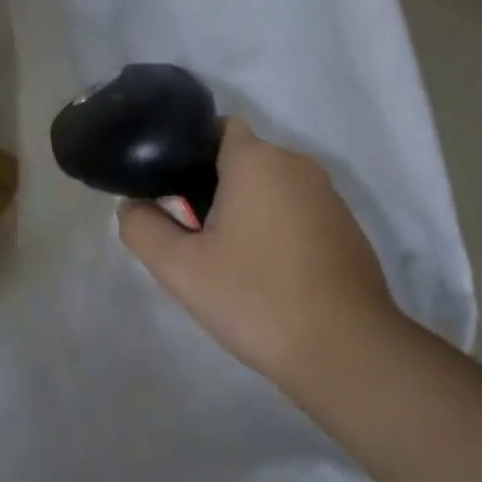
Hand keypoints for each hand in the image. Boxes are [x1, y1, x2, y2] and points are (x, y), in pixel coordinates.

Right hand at [118, 118, 404, 389]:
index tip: (171, 190)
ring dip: (246, 209)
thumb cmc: (256, 299)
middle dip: (213, 185)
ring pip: (271, 187)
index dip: (188, 152)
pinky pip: (298, 211)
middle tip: (190, 233)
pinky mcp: (347, 228)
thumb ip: (143, 228)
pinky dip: (277, 228)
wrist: (347, 353)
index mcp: (258, 160)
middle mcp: (298, 165)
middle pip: (243, 159)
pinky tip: (267, 274)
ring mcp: (329, 197)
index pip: (217, 128)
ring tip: (226, 258)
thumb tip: (133, 206)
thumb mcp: (180, 268)